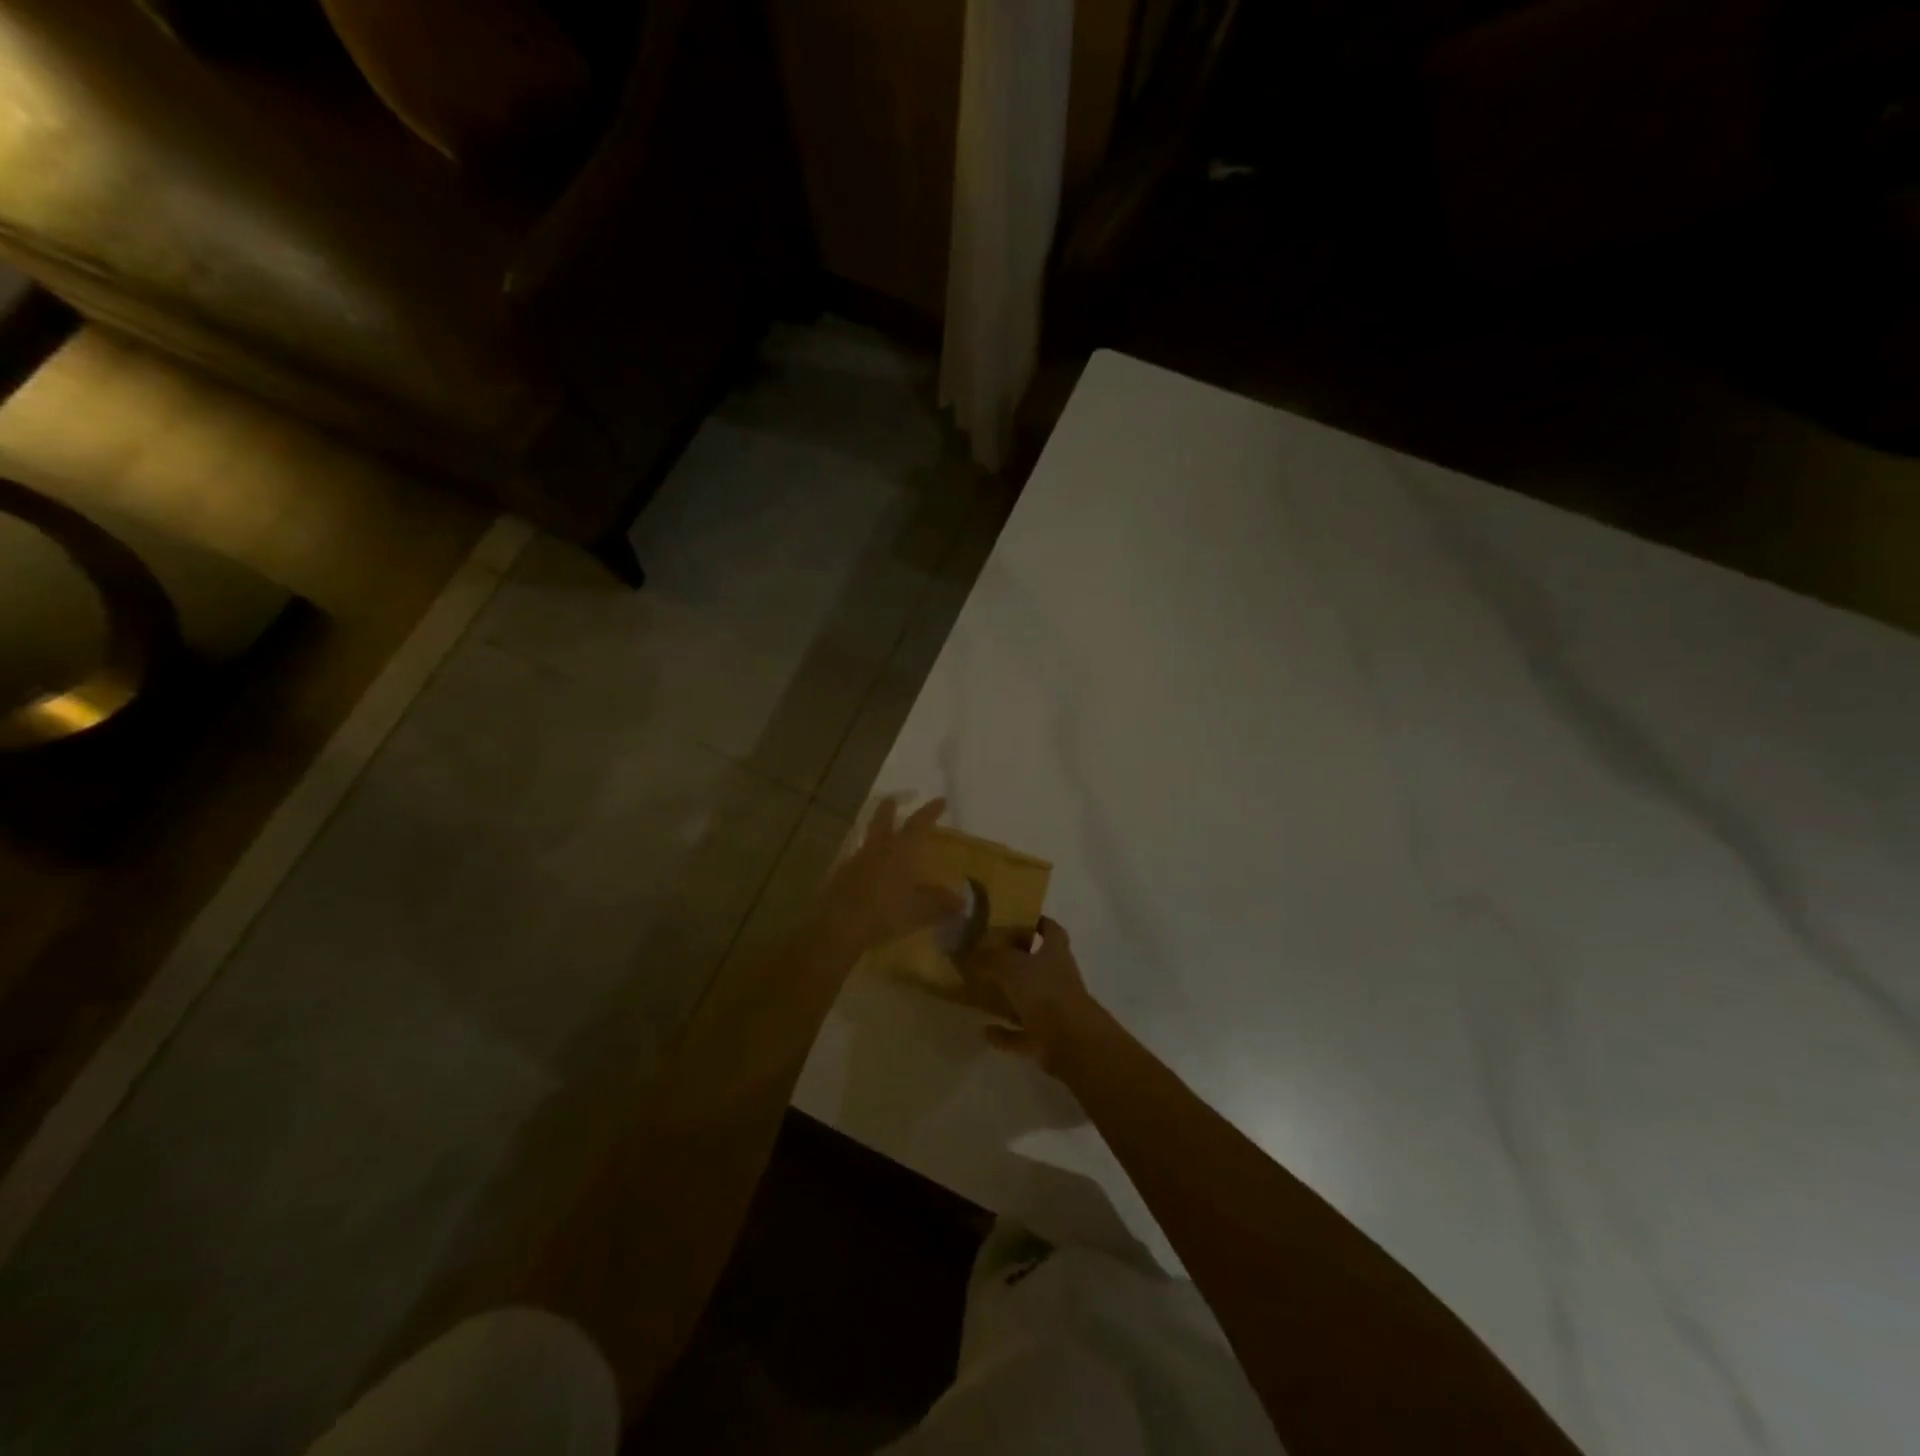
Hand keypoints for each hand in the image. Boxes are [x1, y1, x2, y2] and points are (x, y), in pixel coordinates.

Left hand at [812, 797, 962, 958]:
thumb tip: (962, 902)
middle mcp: (876, 849)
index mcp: (899, 851)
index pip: (918, 824)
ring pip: (867, 839)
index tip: (940, 800)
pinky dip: (864, 860)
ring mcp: (854, 861)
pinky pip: (856, 860)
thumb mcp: (918, 911)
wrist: (836, 927)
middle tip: (893, 799)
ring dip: (875, 833)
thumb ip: (940, 904)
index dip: (930, 812)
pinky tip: (867, 871)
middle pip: (882, 820)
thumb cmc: (883, 913)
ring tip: (881, 836)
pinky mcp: (839, 877)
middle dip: (889, 809)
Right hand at [964, 917, 1099, 1073]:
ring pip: (1030, 1000)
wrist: (1071, 1041)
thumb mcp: (1012, 966)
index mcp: (1055, 952)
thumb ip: (993, 957)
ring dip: (1010, 999)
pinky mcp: (1048, 1037)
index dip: (1038, 922)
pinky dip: (1006, 1034)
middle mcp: (1058, 977)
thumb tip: (976, 950)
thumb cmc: (1044, 992)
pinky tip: (986, 1031)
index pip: (1051, 929)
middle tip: (989, 957)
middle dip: (1017, 961)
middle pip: (1039, 965)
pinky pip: (1023, 1033)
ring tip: (983, 995)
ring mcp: (1055, 1009)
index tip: (1018, 919)